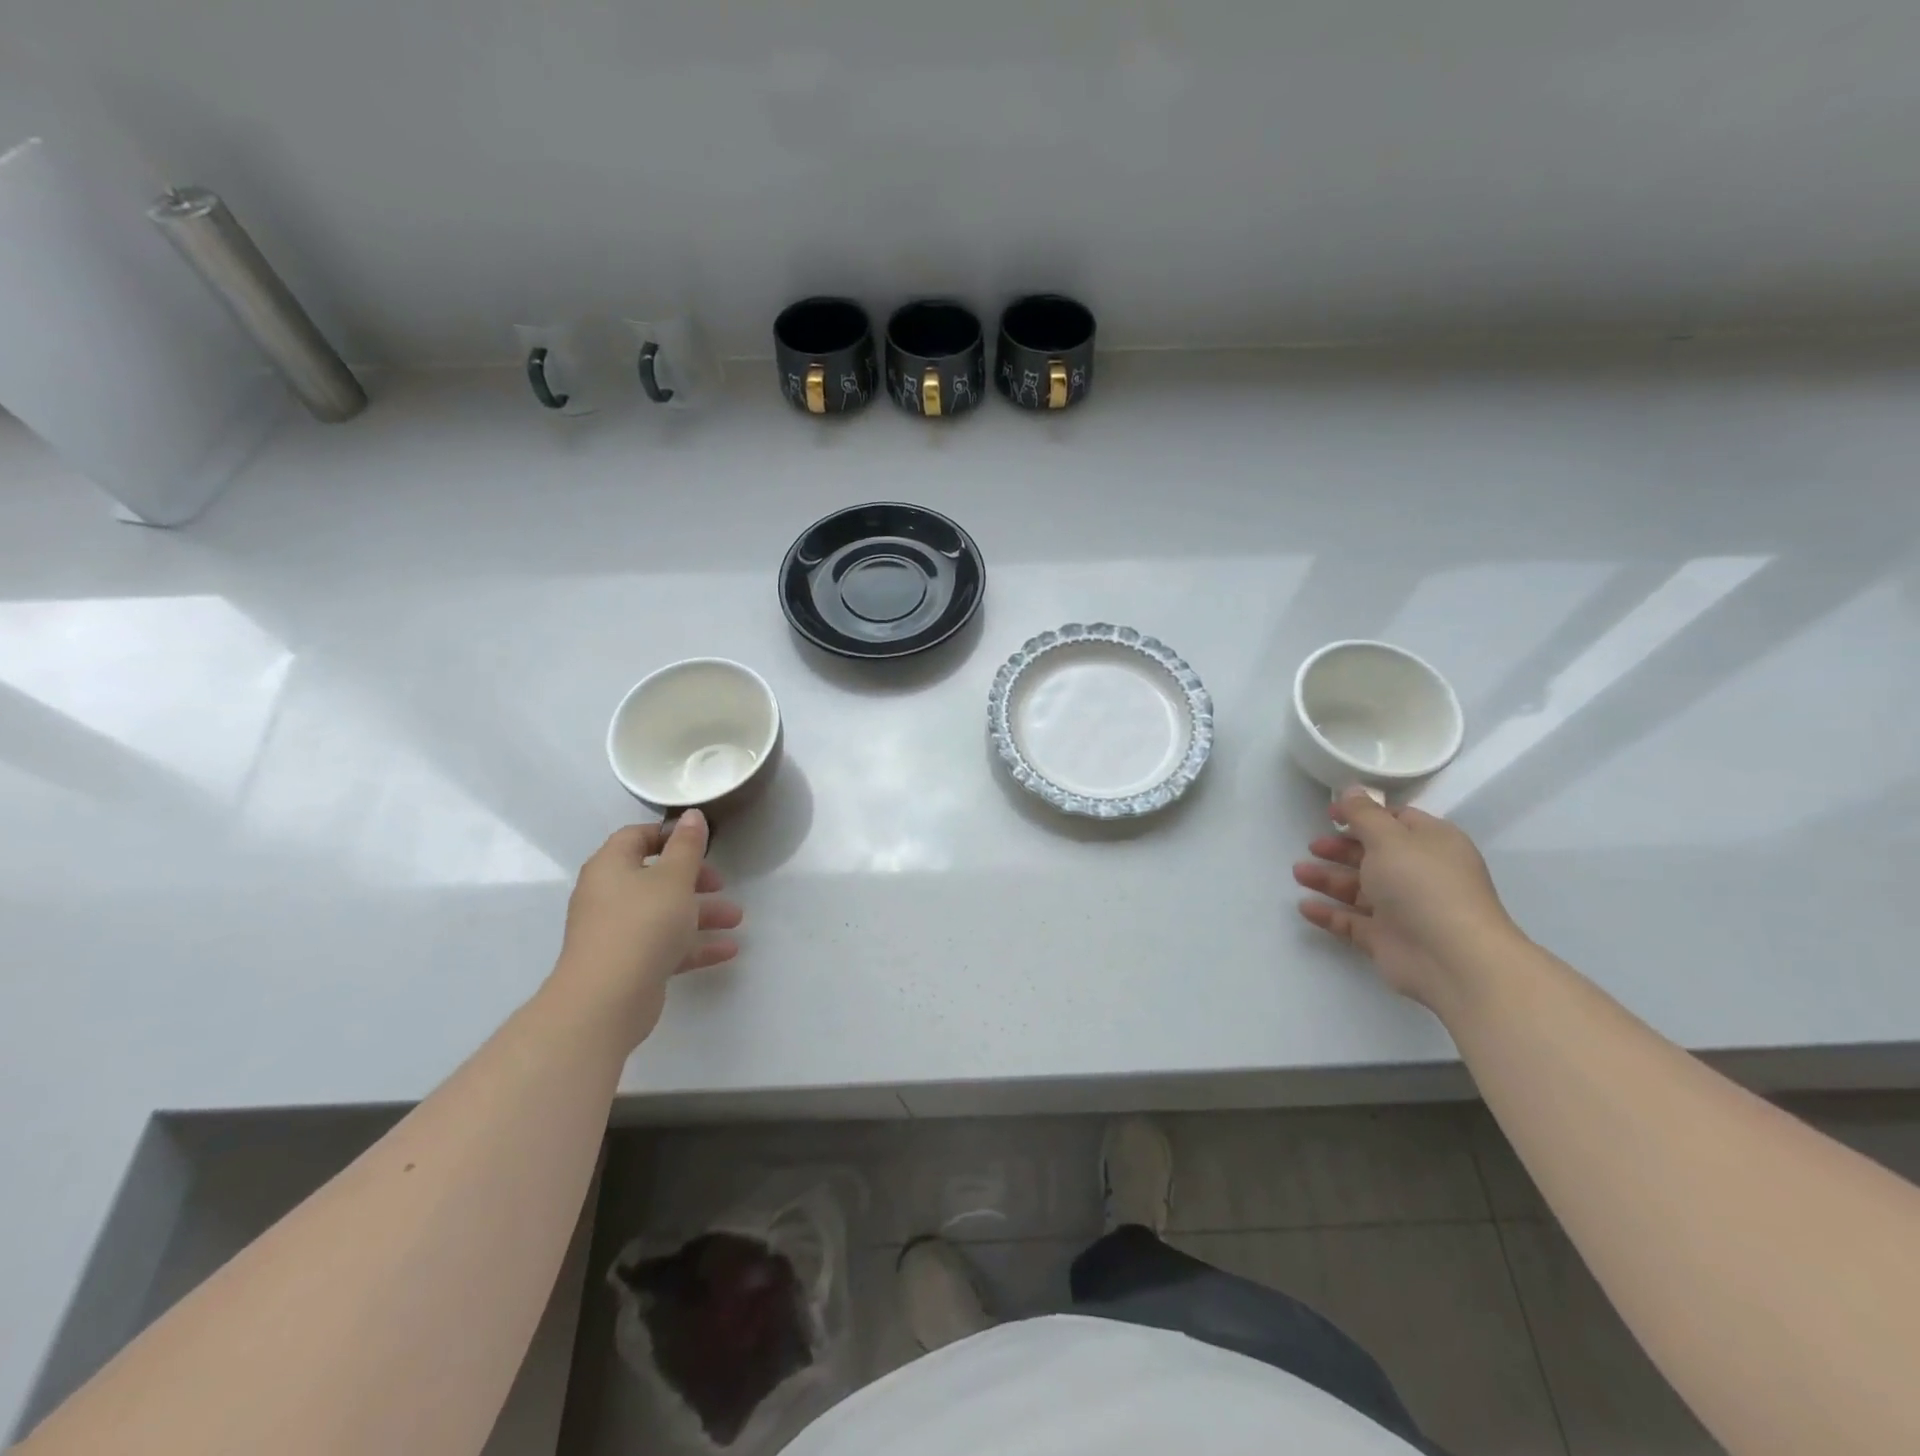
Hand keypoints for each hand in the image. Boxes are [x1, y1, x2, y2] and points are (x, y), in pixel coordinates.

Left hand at [549, 812, 742, 1049]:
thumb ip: (687, 846)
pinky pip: (665, 945)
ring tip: (736, 920)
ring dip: (701, 914)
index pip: (636, 837)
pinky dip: (694, 944)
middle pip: (655, 877)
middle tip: (720, 883)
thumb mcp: (674, 878)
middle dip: (694, 880)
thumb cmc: (642, 925)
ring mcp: (617, 932)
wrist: (606, 1000)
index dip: (668, 835)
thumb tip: (691, 814)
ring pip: (664, 913)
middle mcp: (609, 895)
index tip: (701, 842)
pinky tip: (728, 950)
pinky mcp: (629, 963)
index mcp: (611, 867)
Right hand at [1292, 789, 1522, 1009]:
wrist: (1452, 958)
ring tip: (1298, 873)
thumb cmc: (1422, 885)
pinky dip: (1329, 913)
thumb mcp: (1389, 838)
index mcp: (1431, 843)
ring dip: (1328, 879)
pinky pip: (1351, 921)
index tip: (1331, 815)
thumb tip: (1351, 790)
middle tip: (1312, 846)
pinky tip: (1305, 907)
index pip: (1396, 821)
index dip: (1363, 815)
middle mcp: (1419, 873)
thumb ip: (1364, 814)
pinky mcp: (1387, 938)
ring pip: (1359, 888)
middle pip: (1373, 855)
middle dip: (1340, 849)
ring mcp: (1403, 908)